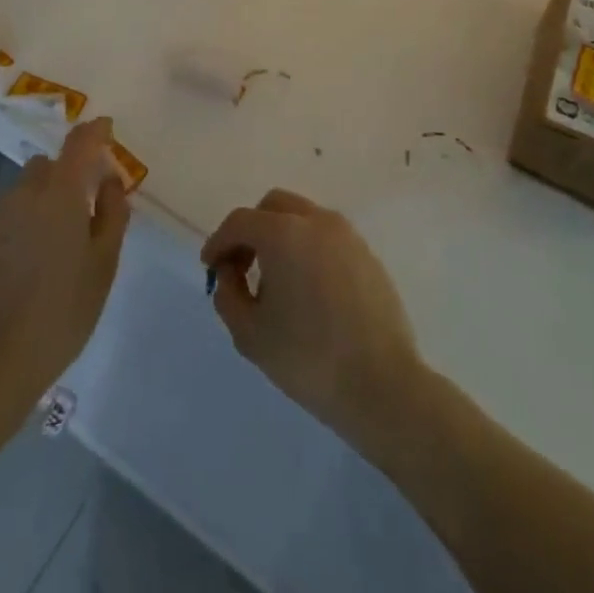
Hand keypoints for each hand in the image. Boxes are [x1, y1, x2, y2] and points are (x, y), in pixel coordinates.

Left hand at [0, 118, 131, 412]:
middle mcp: (22, 194)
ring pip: (18, 195)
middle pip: (45, 167)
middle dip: (63, 176)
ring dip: (36, 206)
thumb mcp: (103, 266)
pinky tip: (16, 274)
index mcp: (60, 193)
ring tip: (47, 249)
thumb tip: (110, 180)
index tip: (105, 128)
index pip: (80, 143)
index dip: (94, 131)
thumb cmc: (61, 313)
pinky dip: (11, 236)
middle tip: (78, 210)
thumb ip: (112, 215)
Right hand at [201, 190, 422, 443]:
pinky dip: (307, 248)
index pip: (240, 222)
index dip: (219, 242)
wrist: (383, 385)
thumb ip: (228, 295)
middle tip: (241, 267)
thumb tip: (230, 274)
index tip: (210, 267)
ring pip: (302, 217)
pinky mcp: (366, 254)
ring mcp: (346, 235)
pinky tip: (307, 289)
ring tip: (275, 281)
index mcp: (284, 233)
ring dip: (281, 236)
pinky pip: (326, 237)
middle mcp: (316, 221)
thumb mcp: (251, 335)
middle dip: (251, 230)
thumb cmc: (309, 359)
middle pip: (273, 206)